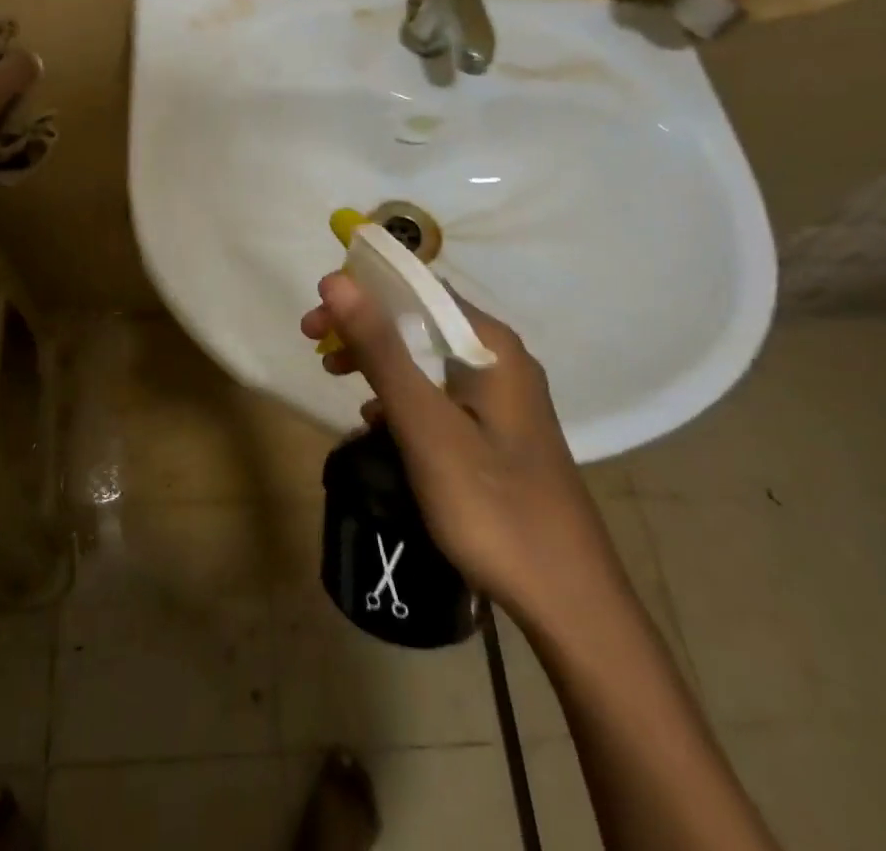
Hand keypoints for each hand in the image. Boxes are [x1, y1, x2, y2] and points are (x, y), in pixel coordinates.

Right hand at [300, 274, 617, 622]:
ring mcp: (504, 397)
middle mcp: (501, 358)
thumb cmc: (492, 506)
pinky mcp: (500, 431)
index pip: (416, 289)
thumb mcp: (425, 425)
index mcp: (490, 345)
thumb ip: (381, 350)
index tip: (315, 321)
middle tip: (317, 349)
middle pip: (420, 321)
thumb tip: (337, 280)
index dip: (360, 294)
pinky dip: (404, 396)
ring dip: (380, 361)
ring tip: (338, 379)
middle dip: (365, 329)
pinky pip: (441, 393)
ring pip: (428, 358)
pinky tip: (379, 422)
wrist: (570, 604)